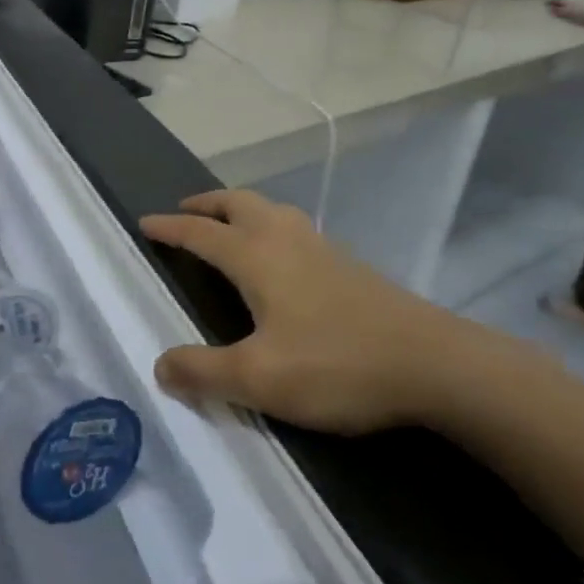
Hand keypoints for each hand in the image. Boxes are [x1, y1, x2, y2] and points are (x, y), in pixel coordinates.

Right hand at [141, 192, 487, 434]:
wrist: (439, 366)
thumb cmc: (338, 365)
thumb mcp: (259, 379)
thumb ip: (203, 372)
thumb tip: (160, 367)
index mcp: (257, 258)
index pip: (201, 234)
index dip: (170, 228)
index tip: (145, 223)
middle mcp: (286, 242)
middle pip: (239, 204)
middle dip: (206, 204)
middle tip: (186, 212)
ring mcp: (323, 251)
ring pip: (273, 210)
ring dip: (241, 209)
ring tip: (229, 226)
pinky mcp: (352, 268)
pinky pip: (296, 229)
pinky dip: (272, 227)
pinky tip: (283, 259)